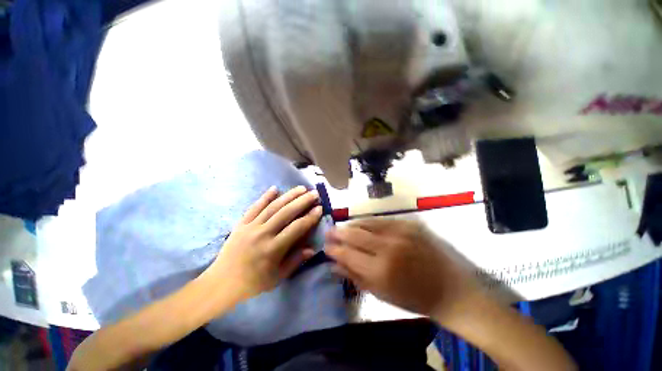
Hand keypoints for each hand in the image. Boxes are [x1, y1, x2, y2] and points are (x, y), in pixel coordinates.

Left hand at [205, 186, 321, 301]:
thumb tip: (312, 249)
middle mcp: (263, 234)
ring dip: (288, 195)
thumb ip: (296, 261)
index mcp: (273, 249)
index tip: (319, 208)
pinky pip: (254, 207)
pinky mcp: (241, 224)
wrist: (221, 283)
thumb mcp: (278, 277)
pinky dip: (265, 197)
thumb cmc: (253, 283)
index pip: (296, 228)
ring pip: (273, 207)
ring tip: (301, 188)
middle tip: (314, 193)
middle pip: (286, 213)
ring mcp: (250, 227)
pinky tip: (275, 188)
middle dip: (302, 201)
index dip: (310, 217)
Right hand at [326, 219, 481, 323]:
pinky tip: (361, 224)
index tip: (326, 246)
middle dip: (338, 232)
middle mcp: (388, 247)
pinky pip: (381, 219)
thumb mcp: (381, 294)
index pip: (347, 254)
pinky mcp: (408, 223)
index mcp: (380, 270)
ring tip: (342, 227)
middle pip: (354, 234)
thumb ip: (354, 276)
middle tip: (329, 232)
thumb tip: (333, 264)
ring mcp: (400, 231)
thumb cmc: (413, 297)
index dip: (334, 249)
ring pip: (366, 222)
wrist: (449, 287)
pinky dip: (367, 222)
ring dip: (351, 224)